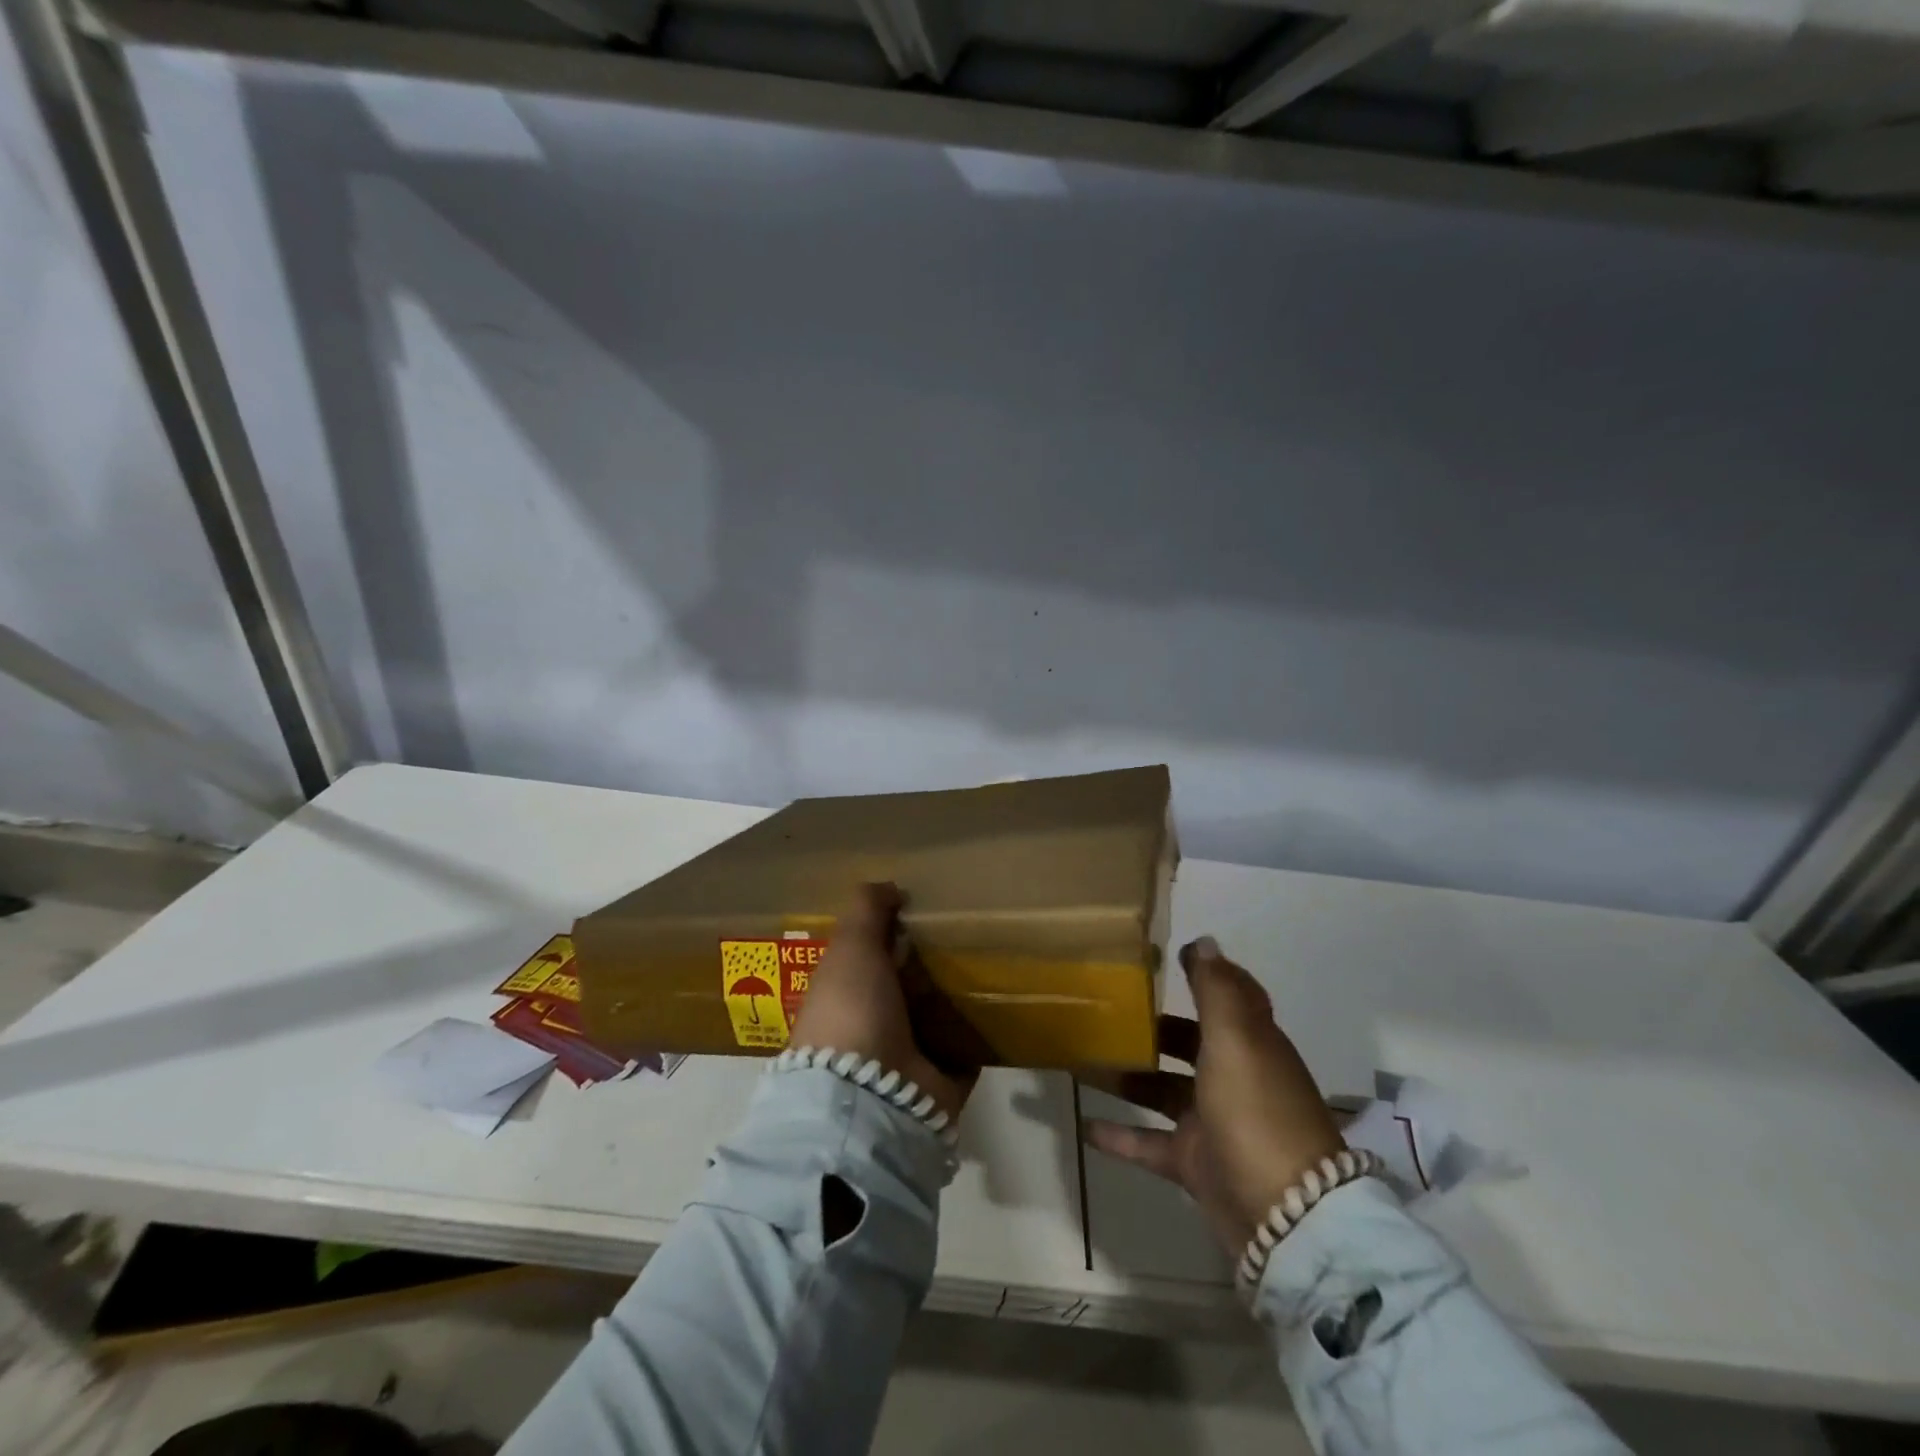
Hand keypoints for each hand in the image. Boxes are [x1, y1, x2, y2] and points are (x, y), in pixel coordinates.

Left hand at [789, 882, 977, 1122]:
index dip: (891, 934)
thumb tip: (891, 887)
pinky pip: (965, 1051)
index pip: (868, 958)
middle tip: (969, 931)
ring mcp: (906, 1058)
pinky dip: (980, 1035)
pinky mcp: (941, 1082)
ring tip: (994, 961)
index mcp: (844, 994)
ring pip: (936, 1018)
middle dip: (930, 964)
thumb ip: (866, 910)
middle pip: (906, 987)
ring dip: (958, 998)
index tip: (925, 908)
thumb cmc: (852, 1009)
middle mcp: (872, 1025)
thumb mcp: (851, 946)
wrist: (870, 1094)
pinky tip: (1005, 1006)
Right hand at [1082, 936, 1345, 1255]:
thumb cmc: (1256, 1110)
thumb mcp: (1236, 1039)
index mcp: (1249, 1043)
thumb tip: (1203, 941)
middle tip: (1102, 1009)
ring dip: (1126, 1076)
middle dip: (1151, 1027)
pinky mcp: (1195, 1163)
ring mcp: (1213, 1122)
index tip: (1164, 957)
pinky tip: (1083, 1124)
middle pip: (1187, 1043)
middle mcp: (1232, 1077)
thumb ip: (1217, 989)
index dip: (1204, 976)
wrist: (1286, 1218)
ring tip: (1079, 1060)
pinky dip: (1119, 1135)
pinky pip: (1148, 1143)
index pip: (1228, 998)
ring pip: (1160, 1089)